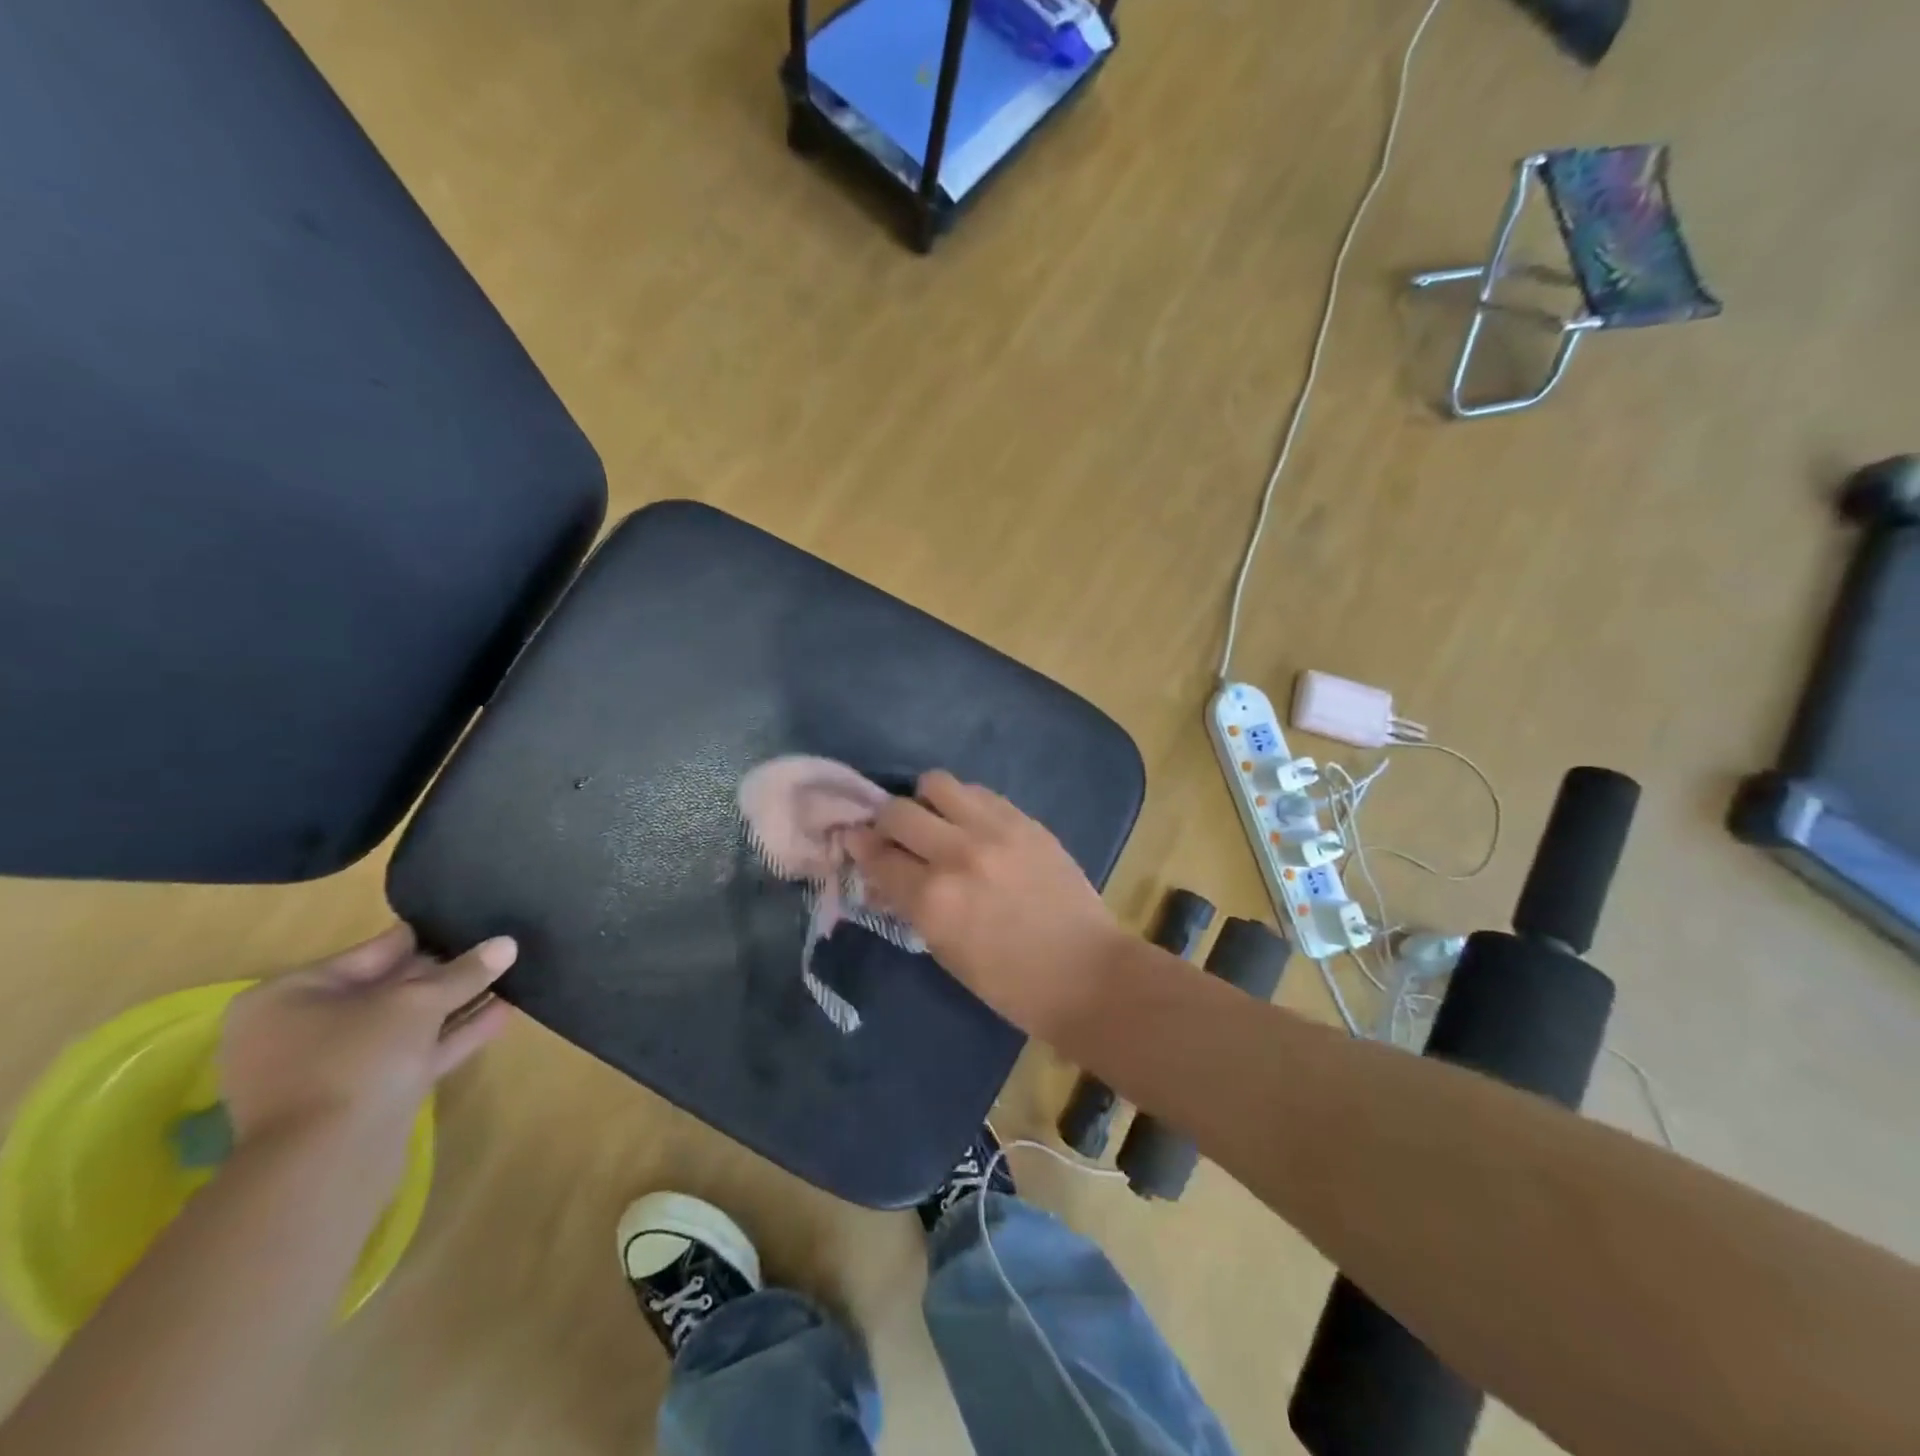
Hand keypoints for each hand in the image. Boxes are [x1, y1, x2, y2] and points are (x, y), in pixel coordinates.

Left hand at [220, 925, 516, 1179]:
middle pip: (387, 989)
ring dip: (454, 1005)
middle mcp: (299, 1030)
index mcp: (289, 996)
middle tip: (495, 951)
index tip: (469, 924)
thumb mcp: (418, 1003)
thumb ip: (464, 972)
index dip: (424, 938)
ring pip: (403, 1025)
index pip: (371, 952)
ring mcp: (328, 1069)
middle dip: (443, 975)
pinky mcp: (359, 1099)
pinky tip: (502, 1014)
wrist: (327, 1164)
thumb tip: (507, 943)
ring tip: (510, 978)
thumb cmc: (355, 1060)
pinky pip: (411, 1055)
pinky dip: (451, 1036)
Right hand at [845, 771, 1126, 1035]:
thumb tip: (885, 875)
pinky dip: (964, 803)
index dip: (859, 847)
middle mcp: (957, 855)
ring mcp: (994, 830)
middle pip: (898, 811)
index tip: (853, 839)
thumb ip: (911, 906)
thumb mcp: (946, 952)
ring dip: (925, 801)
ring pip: (937, 784)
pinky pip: (979, 792)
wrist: (1086, 971)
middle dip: (885, 821)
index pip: (878, 857)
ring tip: (935, 820)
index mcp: (933, 900)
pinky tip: (971, 823)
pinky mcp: (1024, 820)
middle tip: (892, 834)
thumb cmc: (1011, 984)